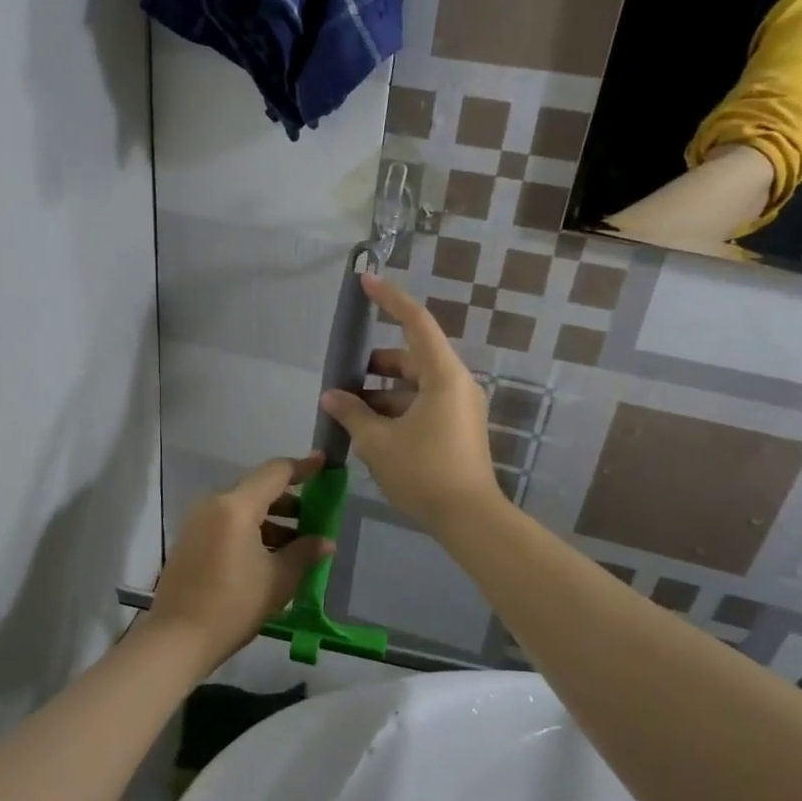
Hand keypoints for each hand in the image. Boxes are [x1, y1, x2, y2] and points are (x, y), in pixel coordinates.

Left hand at [146, 453, 334, 668]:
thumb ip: (305, 553)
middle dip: (289, 501)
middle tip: (314, 517)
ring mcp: (197, 521)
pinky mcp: (190, 540)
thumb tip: (325, 542)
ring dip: (270, 519)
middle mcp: (214, 503)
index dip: (303, 467)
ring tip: (295, 545)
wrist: (177, 639)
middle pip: (258, 489)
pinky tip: (268, 556)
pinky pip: (227, 522)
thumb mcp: (278, 579)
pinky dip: (250, 530)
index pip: (275, 473)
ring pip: (242, 507)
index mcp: (236, 505)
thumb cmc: (233, 605)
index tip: (324, 464)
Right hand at [320, 274, 504, 534]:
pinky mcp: (458, 426)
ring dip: (381, 392)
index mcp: (443, 376)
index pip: (416, 322)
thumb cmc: (424, 473)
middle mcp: (456, 383)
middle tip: (342, 379)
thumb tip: (331, 396)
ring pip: (414, 384)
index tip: (367, 281)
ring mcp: (460, 406)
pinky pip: (422, 404)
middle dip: (374, 365)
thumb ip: (352, 413)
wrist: (469, 519)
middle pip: (411, 357)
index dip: (390, 299)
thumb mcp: (378, 442)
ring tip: (348, 412)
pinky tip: (369, 431)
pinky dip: (396, 409)